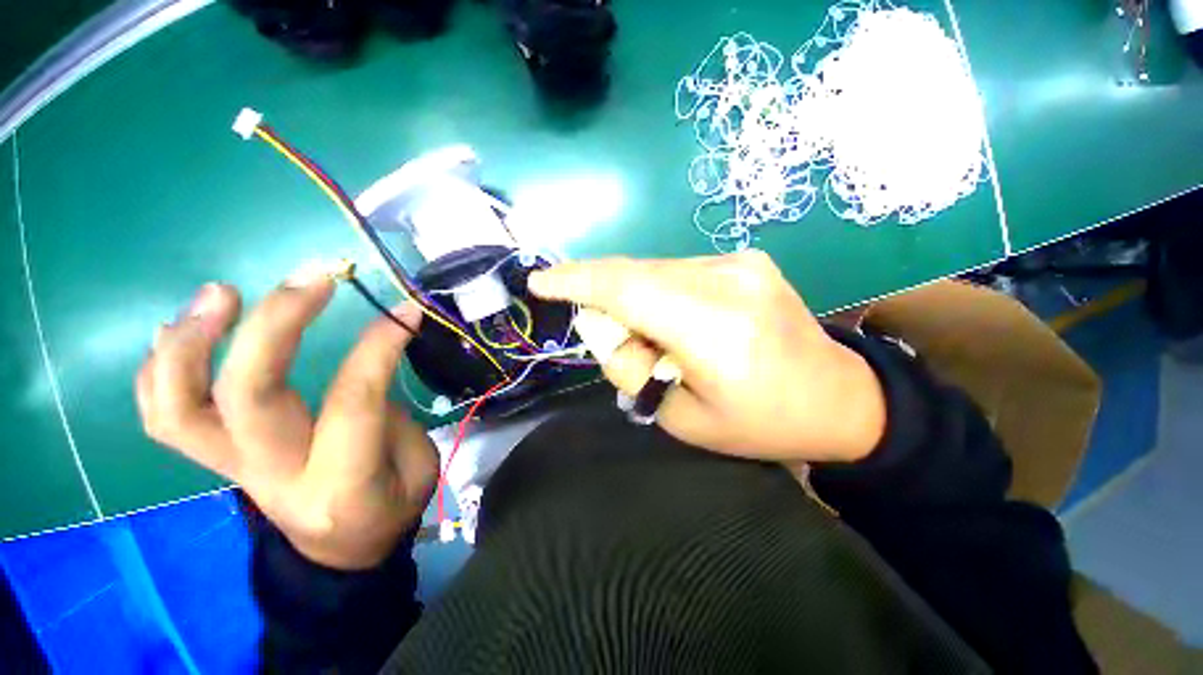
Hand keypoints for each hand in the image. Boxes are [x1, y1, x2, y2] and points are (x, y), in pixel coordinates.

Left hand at [135, 265, 437, 569]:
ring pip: (176, 407)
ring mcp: (231, 468)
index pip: (352, 400)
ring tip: (222, 292)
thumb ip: (389, 414)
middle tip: (309, 279)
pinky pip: (163, 414)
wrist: (340, 553)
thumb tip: (368, 357)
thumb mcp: (418, 466)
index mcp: (341, 483)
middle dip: (275, 325)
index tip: (404, 311)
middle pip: (246, 396)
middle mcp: (272, 476)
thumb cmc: (390, 506)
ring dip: (191, 341)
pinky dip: (162, 366)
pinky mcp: (215, 460)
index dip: (378, 346)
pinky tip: (185, 327)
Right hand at [529, 251, 885, 463]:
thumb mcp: (683, 417)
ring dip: (636, 300)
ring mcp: (741, 262)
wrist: (839, 397)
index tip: (540, 282)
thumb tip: (608, 328)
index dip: (577, 281)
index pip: (626, 289)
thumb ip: (634, 368)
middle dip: (604, 298)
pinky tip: (677, 323)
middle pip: (636, 275)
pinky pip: (679, 271)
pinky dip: (660, 293)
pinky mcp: (747, 259)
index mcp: (715, 329)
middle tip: (610, 336)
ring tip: (658, 341)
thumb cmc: (760, 422)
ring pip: (655, 270)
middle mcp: (728, 280)